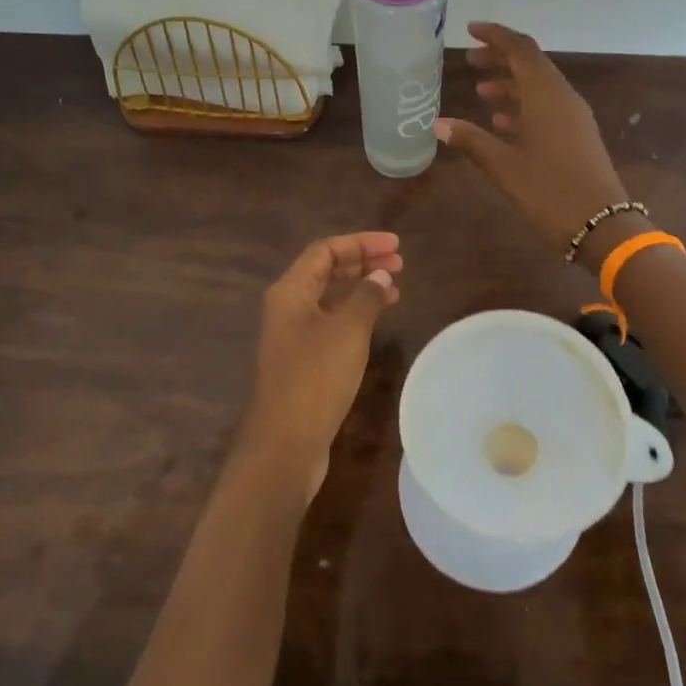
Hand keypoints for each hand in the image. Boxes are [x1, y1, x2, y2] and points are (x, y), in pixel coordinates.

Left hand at [243, 232, 402, 501]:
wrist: (286, 442)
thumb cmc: (316, 377)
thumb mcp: (348, 331)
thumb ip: (366, 297)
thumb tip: (379, 276)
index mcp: (290, 291)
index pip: (326, 250)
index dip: (361, 243)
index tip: (396, 245)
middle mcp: (288, 307)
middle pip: (326, 271)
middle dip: (362, 262)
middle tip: (399, 264)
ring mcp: (294, 334)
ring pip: (330, 297)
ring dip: (361, 288)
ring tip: (395, 287)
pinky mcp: (303, 359)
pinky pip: (332, 321)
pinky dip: (356, 313)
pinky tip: (378, 318)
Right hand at [432, 22, 629, 260]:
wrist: (602, 226)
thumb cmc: (550, 192)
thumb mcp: (504, 167)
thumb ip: (471, 141)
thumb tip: (438, 124)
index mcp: (546, 96)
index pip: (521, 49)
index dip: (496, 36)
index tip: (470, 30)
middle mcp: (562, 98)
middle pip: (531, 65)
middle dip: (500, 58)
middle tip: (469, 61)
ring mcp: (573, 117)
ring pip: (539, 87)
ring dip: (510, 84)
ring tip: (480, 91)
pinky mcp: (577, 136)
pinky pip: (547, 108)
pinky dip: (523, 106)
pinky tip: (501, 122)